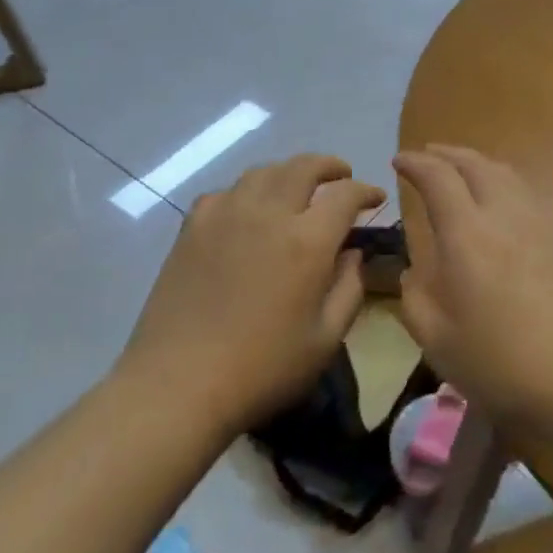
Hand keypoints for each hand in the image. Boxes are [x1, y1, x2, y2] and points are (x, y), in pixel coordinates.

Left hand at [117, 154, 383, 432]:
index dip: (365, 190)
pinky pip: (226, 192)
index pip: (345, 194)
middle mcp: (268, 214)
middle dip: (330, 166)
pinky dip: (247, 192)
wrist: (177, 386)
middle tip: (342, 176)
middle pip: (304, 166)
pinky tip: (248, 211)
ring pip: (264, 171)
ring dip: (289, 172)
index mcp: (307, 241)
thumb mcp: (326, 340)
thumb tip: (352, 253)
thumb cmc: (262, 369)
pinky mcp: (192, 228)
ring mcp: (225, 215)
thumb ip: (349, 288)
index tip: (375, 198)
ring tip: (298, 188)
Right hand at [392, 145, 552, 426]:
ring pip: (507, 175)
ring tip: (465, 173)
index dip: (415, 163)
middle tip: (429, 155)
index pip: (438, 178)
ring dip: (479, 165)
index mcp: (467, 233)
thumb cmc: (504, 362)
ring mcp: (543, 223)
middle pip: (476, 164)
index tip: (399, 160)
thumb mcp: (438, 340)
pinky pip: (528, 197)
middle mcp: (506, 214)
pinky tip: (504, 209)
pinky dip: (505, 187)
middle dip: (448, 154)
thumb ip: (416, 297)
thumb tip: (415, 271)